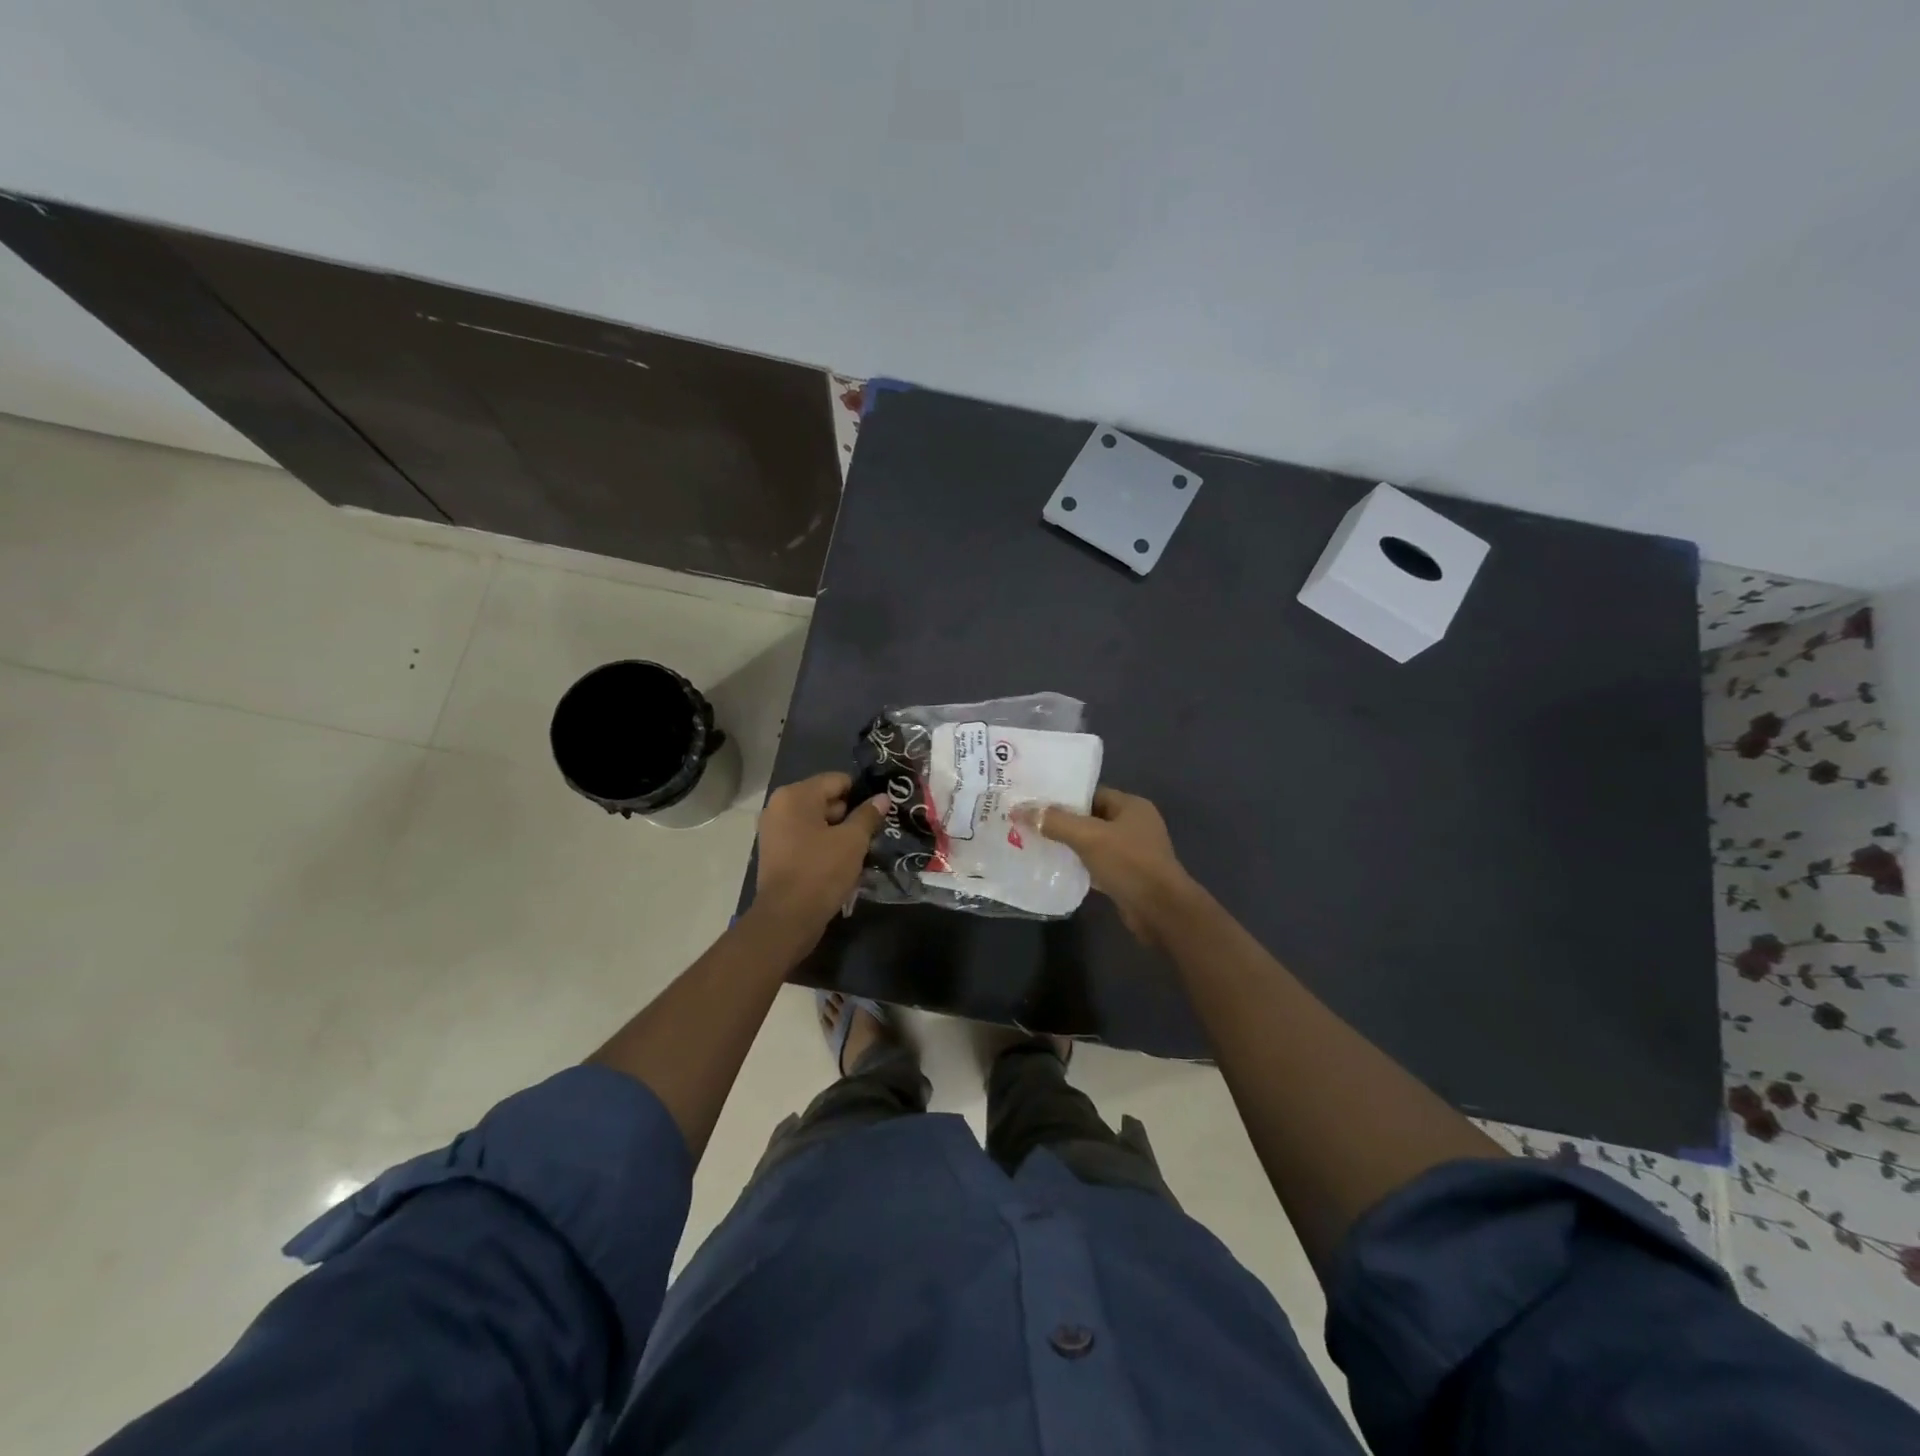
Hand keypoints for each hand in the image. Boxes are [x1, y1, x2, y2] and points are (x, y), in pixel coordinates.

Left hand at [753, 773, 886, 939]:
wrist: (787, 919)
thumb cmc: (820, 872)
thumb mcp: (852, 841)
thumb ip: (868, 815)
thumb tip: (882, 798)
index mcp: (795, 795)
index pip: (838, 781)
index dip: (862, 795)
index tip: (880, 813)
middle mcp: (779, 806)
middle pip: (826, 800)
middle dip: (850, 815)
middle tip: (873, 834)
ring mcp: (774, 830)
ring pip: (817, 822)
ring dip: (839, 833)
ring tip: (860, 850)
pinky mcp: (776, 852)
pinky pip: (806, 839)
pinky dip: (824, 846)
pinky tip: (842, 862)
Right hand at [1024, 787, 1197, 945]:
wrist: (1161, 911)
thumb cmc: (1129, 863)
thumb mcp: (1088, 837)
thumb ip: (1055, 822)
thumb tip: (1021, 810)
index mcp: (1132, 806)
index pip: (1092, 793)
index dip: (1064, 797)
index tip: (1036, 803)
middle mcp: (1135, 825)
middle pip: (1091, 818)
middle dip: (1063, 822)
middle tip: (1030, 824)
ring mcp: (1133, 852)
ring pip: (1093, 843)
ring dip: (1070, 845)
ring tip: (1037, 844)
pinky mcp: (1128, 876)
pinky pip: (1097, 864)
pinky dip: (1079, 865)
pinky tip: (1056, 868)